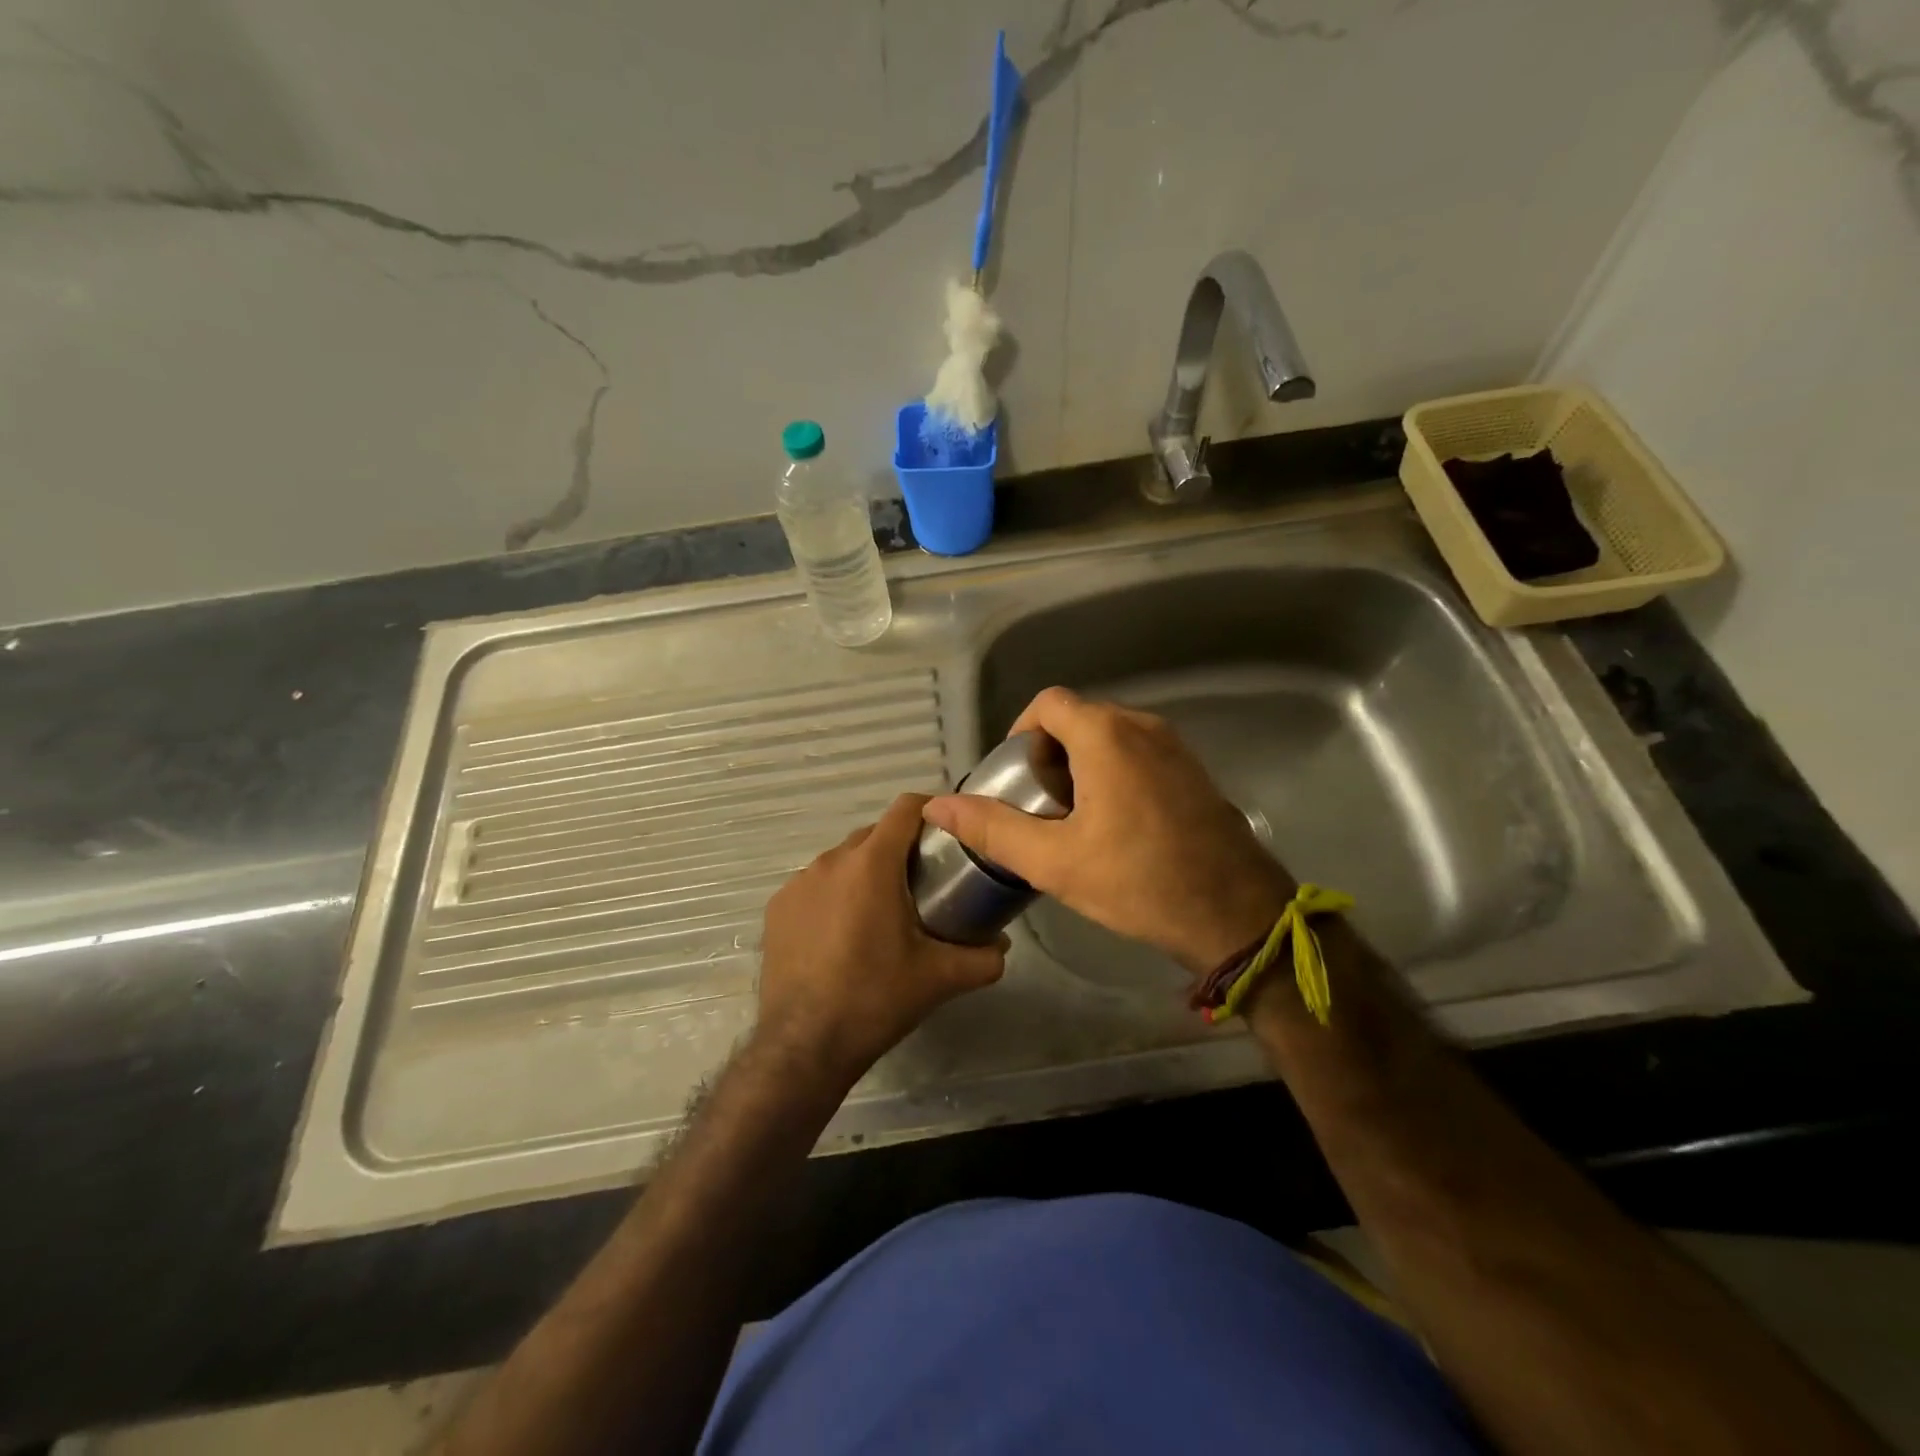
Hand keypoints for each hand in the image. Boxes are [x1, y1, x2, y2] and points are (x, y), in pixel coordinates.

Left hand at [755, 793, 1006, 1090]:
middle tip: (923, 881)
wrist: (804, 1045)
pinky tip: (842, 935)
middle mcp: (831, 861)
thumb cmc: (876, 999)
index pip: (905, 808)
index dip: (931, 809)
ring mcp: (798, 883)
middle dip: (900, 848)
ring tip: (882, 911)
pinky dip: (834, 896)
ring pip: (842, 860)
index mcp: (872, 864)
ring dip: (865, 873)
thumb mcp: (940, 978)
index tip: (948, 830)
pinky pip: (815, 886)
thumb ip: (983, 958)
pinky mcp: (777, 908)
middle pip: (874, 834)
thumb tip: (1003, 947)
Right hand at [922, 687, 1295, 975]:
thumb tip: (938, 806)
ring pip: (1110, 736)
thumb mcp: (1055, 861)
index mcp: (1107, 735)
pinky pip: (1139, 753)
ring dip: (1082, 765)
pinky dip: (1115, 773)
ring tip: (1073, 819)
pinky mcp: (1193, 771)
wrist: (1236, 914)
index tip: (1016, 778)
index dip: (1022, 732)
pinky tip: (1116, 826)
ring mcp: (1175, 747)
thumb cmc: (1140, 882)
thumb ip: (993, 829)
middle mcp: (1143, 726)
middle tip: (1039, 806)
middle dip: (1050, 754)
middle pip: (1079, 718)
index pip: (1048, 703)